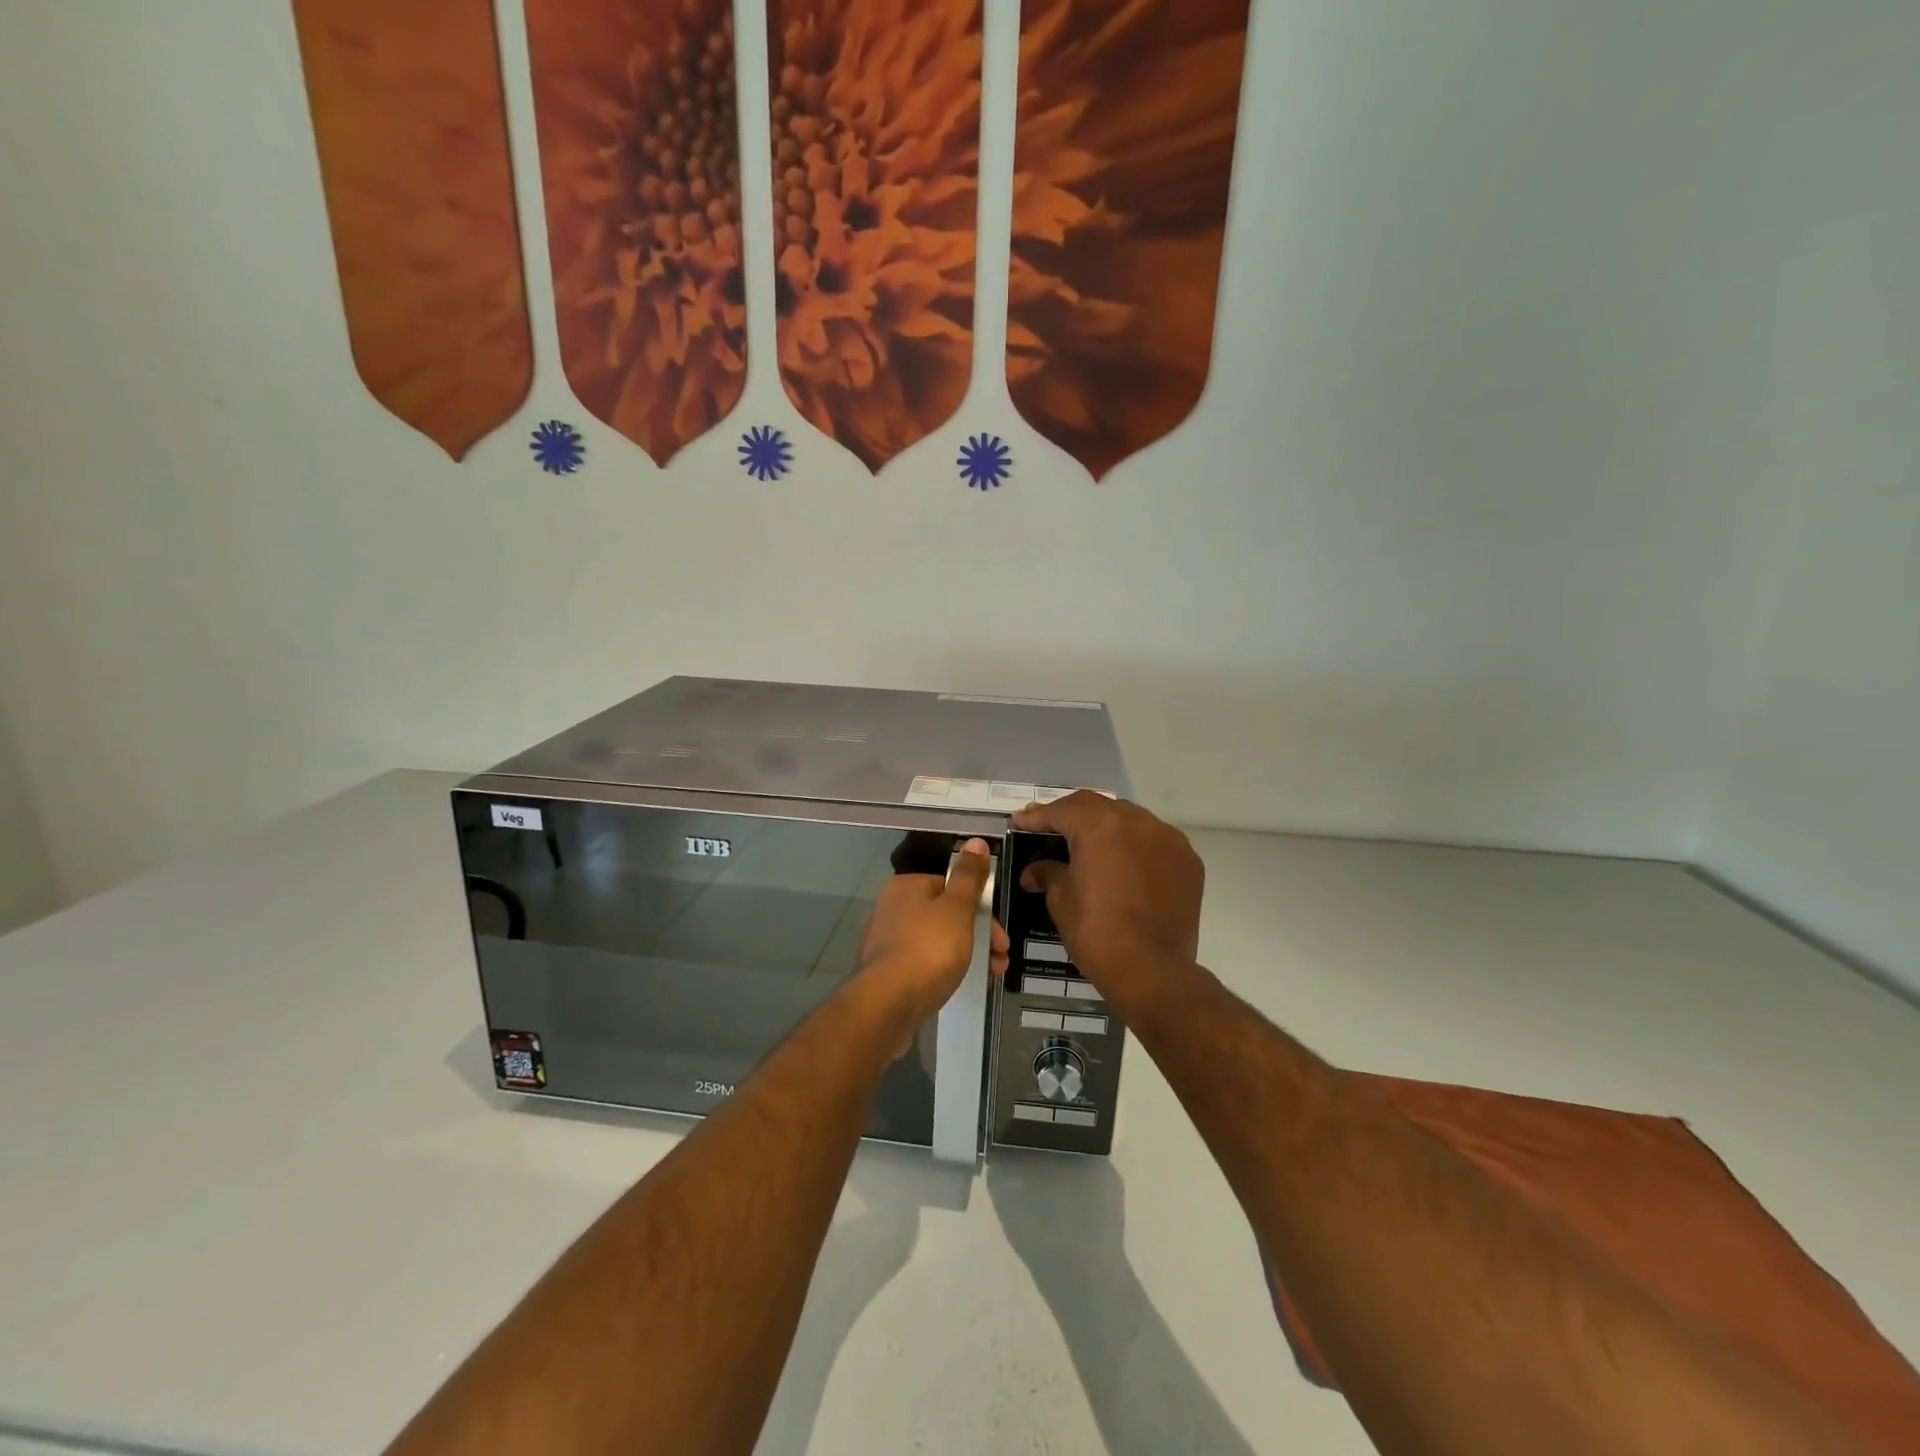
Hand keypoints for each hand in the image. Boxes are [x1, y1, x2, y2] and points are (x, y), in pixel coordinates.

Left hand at [855, 839, 1007, 1051]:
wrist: (886, 1006)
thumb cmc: (927, 950)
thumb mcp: (957, 909)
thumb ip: (969, 876)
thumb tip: (976, 841)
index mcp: (907, 887)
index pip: (951, 886)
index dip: (981, 908)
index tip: (1000, 934)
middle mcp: (893, 908)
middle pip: (946, 914)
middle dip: (979, 935)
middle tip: (1001, 959)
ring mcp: (887, 942)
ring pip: (937, 941)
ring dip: (968, 954)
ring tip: (991, 975)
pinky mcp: (887, 972)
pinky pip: (924, 964)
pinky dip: (946, 970)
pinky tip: (961, 984)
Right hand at [1012, 794, 1203, 1002]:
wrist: (1153, 971)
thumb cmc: (1097, 933)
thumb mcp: (1061, 901)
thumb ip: (1048, 874)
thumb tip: (1034, 871)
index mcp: (1099, 827)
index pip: (1061, 811)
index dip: (1037, 816)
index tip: (1021, 821)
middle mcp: (1136, 821)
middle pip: (1096, 805)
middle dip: (1070, 813)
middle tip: (1050, 825)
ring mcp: (1166, 838)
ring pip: (1129, 817)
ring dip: (1106, 824)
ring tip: (1089, 840)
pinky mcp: (1187, 860)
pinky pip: (1155, 839)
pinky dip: (1135, 843)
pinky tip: (1124, 860)